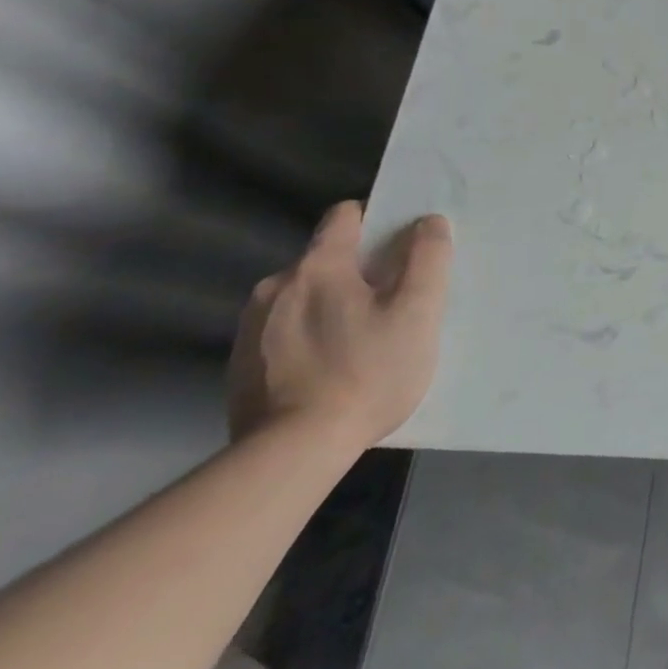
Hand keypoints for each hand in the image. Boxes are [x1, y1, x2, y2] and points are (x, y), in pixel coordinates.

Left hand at [227, 201, 452, 452]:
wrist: (292, 452)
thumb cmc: (367, 372)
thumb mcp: (418, 312)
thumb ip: (428, 258)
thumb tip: (428, 222)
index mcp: (319, 267)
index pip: (345, 216)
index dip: (378, 221)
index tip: (403, 246)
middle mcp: (276, 286)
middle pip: (326, 259)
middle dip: (359, 272)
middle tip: (392, 305)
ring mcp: (250, 327)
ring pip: (304, 297)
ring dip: (331, 306)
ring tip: (361, 342)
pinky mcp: (239, 365)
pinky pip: (284, 332)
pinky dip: (309, 337)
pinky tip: (329, 369)